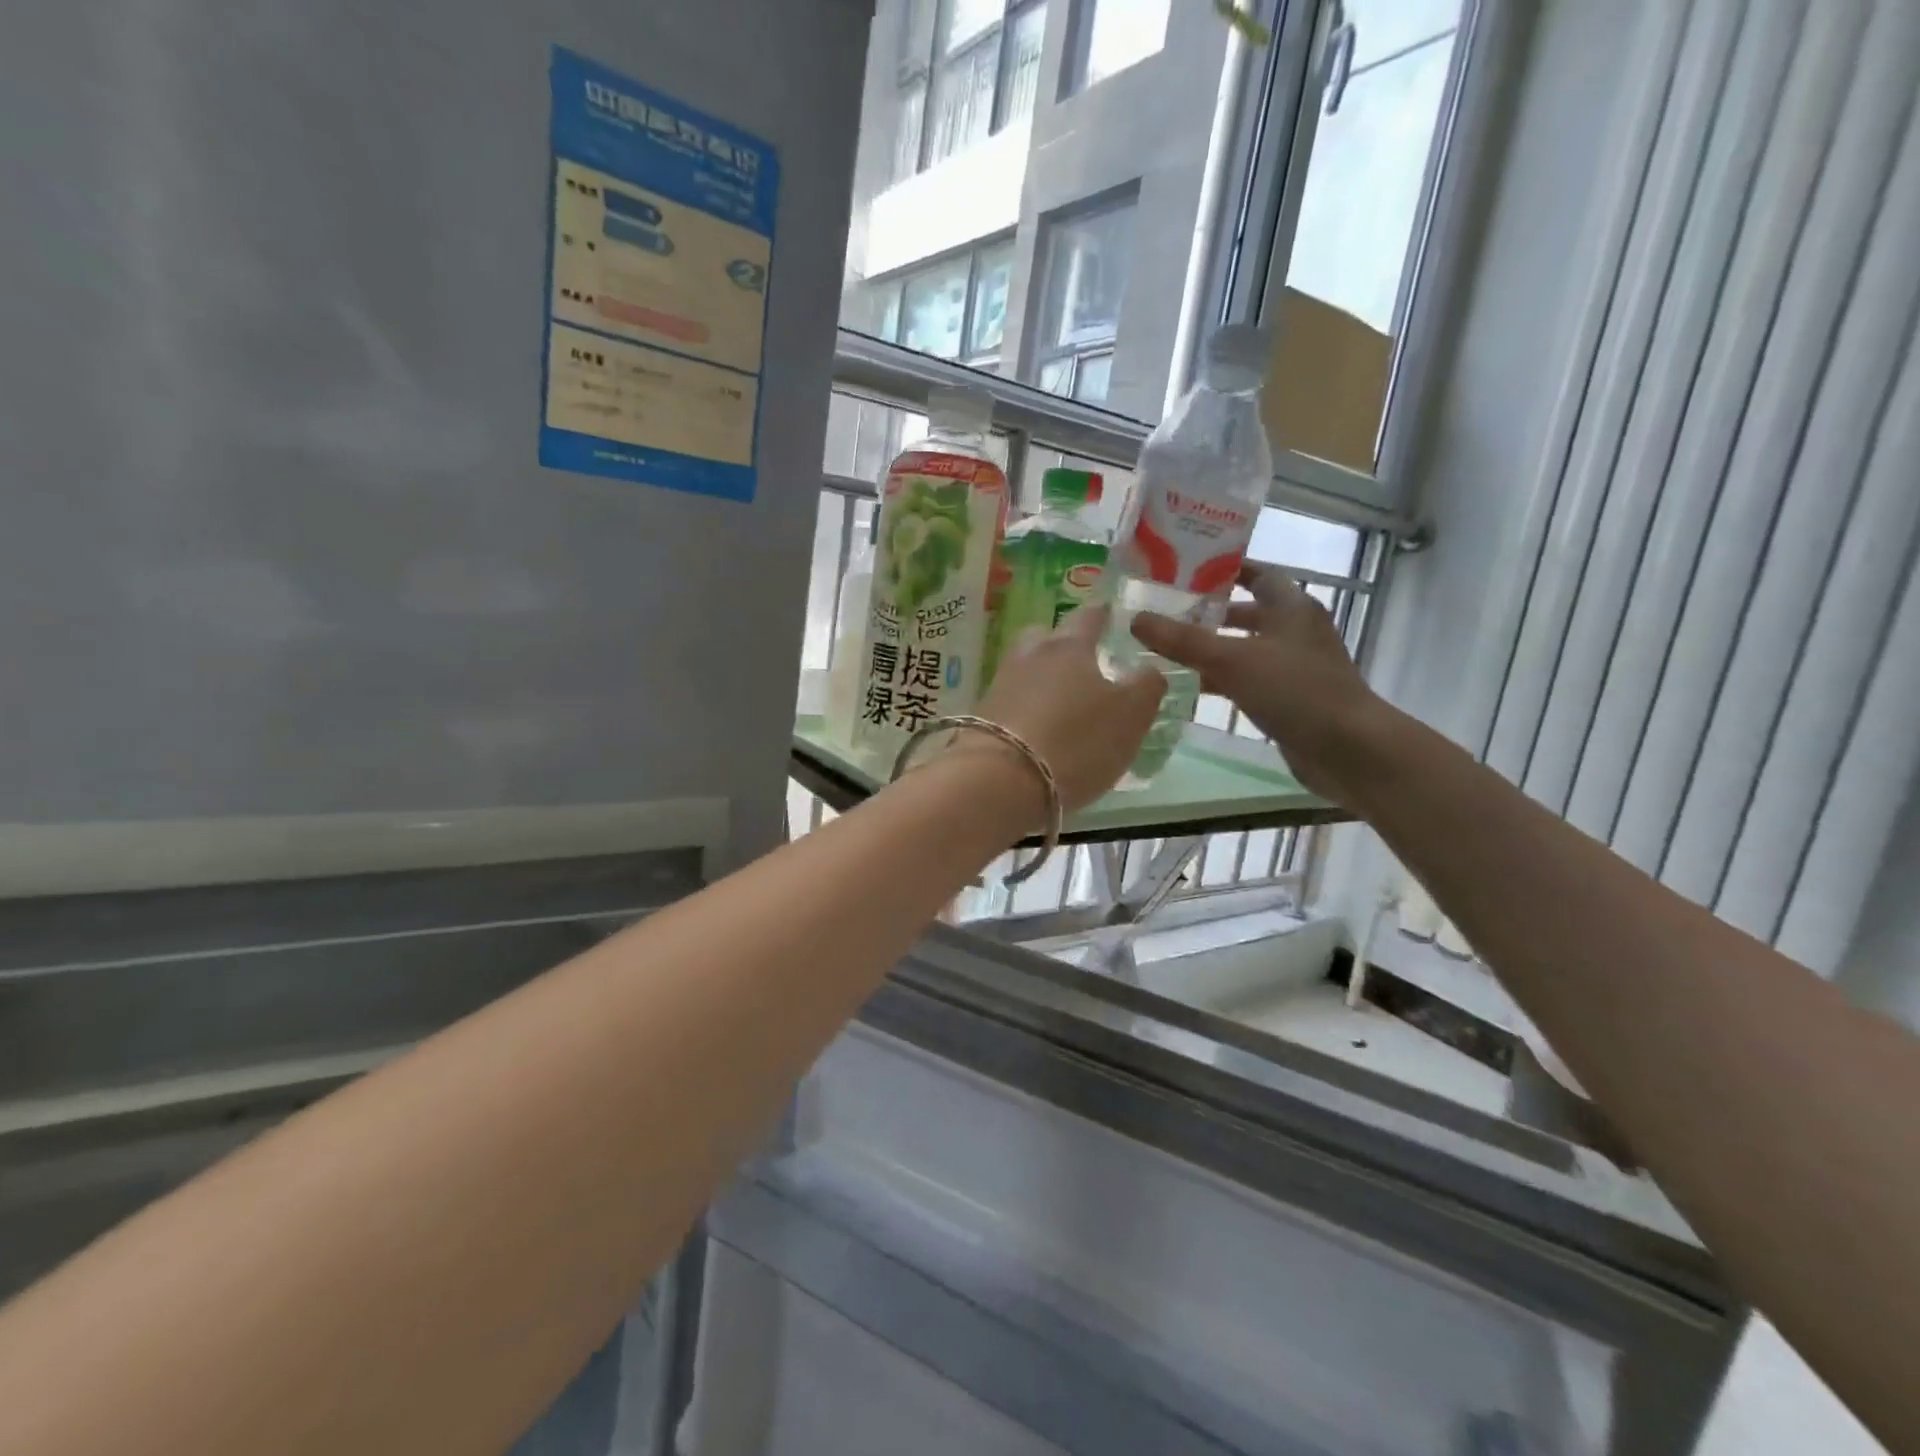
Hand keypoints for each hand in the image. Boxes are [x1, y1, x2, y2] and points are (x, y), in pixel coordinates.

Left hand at [970, 605, 1165, 811]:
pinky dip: (1026, 709)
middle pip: (1046, 637)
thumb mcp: (1130, 716)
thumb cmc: (1076, 742)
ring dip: (1043, 679)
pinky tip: (1037, 729)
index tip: (1111, 614)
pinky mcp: (981, 717)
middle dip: (1064, 645)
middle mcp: (1029, 655)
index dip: (1103, 614)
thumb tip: (1148, 669)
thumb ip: (1147, 686)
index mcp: (1069, 646)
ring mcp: (1000, 685)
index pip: (1089, 616)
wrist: (999, 782)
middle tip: (1084, 663)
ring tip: (1062, 703)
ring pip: (1026, 669)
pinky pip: (1011, 702)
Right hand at [1131, 563, 1386, 804]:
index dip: (1223, 570)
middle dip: (1209, 613)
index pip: (1256, 574)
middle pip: (1247, 613)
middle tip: (1165, 613)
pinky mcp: (1290, 698)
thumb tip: (1137, 619)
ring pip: (1245, 649)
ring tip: (1166, 650)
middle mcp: (1295, 631)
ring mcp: (1294, 666)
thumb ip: (1183, 640)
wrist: (1349, 748)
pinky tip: (1190, 689)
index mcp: (1291, 607)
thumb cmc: (1295, 690)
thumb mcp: (1232, 660)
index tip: (1184, 571)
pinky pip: (1248, 680)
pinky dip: (1222, 680)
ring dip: (1211, 649)